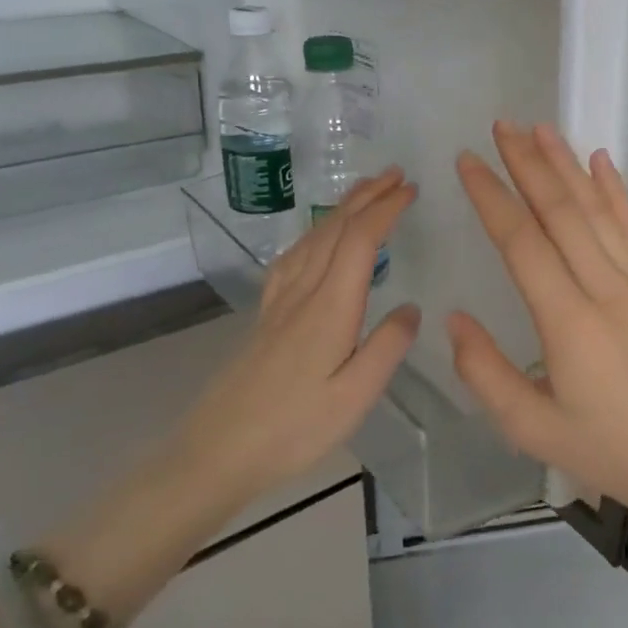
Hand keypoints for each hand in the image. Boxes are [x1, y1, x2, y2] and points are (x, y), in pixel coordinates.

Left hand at [180, 169, 420, 507]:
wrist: (216, 452)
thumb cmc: (293, 429)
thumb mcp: (355, 398)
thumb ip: (387, 348)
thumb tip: (411, 308)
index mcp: (329, 308)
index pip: (359, 241)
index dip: (385, 210)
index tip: (411, 190)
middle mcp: (302, 293)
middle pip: (334, 230)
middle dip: (366, 197)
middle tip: (395, 175)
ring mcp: (279, 303)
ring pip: (311, 239)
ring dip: (340, 209)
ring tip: (364, 192)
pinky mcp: (265, 317)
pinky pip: (291, 258)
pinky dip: (312, 234)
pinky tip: (315, 239)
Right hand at [449, 123, 627, 526]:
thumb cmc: (606, 449)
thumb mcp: (531, 428)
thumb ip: (486, 373)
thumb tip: (454, 319)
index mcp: (568, 322)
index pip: (522, 243)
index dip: (492, 197)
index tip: (467, 162)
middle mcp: (603, 288)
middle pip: (560, 211)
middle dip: (527, 164)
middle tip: (500, 126)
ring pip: (595, 210)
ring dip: (566, 165)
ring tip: (540, 128)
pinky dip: (614, 190)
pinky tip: (601, 160)